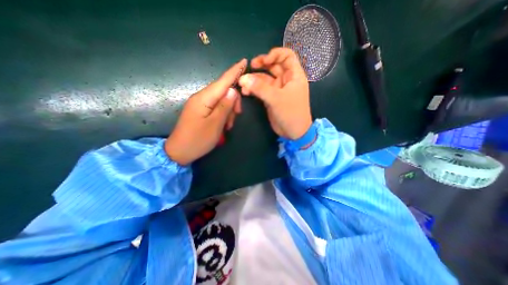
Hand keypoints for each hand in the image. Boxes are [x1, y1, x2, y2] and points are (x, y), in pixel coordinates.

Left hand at [166, 58, 246, 164]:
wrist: (179, 152)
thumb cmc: (198, 140)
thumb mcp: (215, 124)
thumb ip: (225, 106)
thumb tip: (233, 90)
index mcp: (204, 98)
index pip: (223, 81)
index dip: (234, 71)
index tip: (244, 61)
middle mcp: (201, 97)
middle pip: (223, 91)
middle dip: (234, 101)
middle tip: (237, 115)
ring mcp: (200, 104)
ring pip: (221, 100)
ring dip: (229, 110)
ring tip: (228, 125)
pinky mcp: (201, 111)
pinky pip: (216, 107)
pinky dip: (223, 114)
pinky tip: (224, 125)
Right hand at [240, 47, 314, 138]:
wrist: (293, 132)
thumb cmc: (291, 113)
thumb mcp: (276, 99)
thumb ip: (260, 88)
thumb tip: (243, 78)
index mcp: (294, 75)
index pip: (287, 56)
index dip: (276, 54)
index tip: (264, 61)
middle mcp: (286, 80)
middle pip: (274, 66)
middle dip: (262, 64)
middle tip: (251, 67)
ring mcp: (278, 89)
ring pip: (265, 78)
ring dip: (254, 79)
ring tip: (243, 83)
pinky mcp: (271, 98)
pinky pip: (261, 89)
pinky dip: (254, 89)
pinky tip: (246, 92)